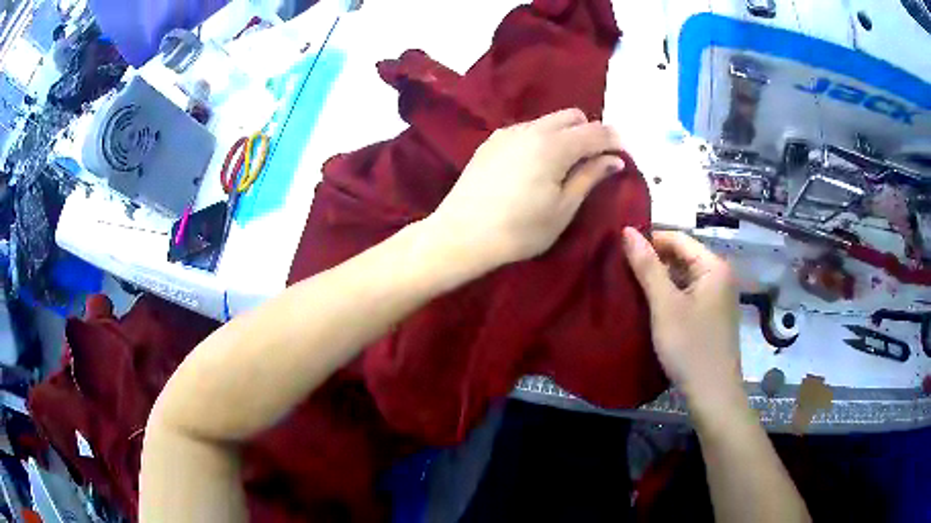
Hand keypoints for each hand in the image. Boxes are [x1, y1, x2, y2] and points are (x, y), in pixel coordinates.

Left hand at [428, 108, 624, 270]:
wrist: (462, 234)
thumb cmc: (520, 229)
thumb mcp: (563, 208)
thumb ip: (590, 177)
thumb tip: (615, 159)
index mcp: (555, 145)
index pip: (596, 131)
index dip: (614, 140)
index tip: (622, 156)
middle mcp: (532, 129)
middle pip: (572, 115)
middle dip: (589, 132)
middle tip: (592, 162)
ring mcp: (507, 132)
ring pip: (547, 121)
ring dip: (564, 135)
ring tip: (563, 166)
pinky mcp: (490, 142)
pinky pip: (526, 130)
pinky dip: (540, 139)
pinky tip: (533, 167)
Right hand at [622, 228, 743, 416]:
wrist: (712, 393)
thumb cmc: (690, 346)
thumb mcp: (665, 306)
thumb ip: (647, 267)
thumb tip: (628, 230)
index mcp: (713, 266)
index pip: (678, 238)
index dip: (650, 241)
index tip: (620, 251)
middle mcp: (720, 276)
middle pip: (683, 257)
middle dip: (654, 262)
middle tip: (623, 272)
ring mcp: (718, 297)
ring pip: (685, 278)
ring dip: (661, 281)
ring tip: (632, 288)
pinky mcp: (713, 316)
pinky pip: (689, 295)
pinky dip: (671, 297)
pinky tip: (652, 308)